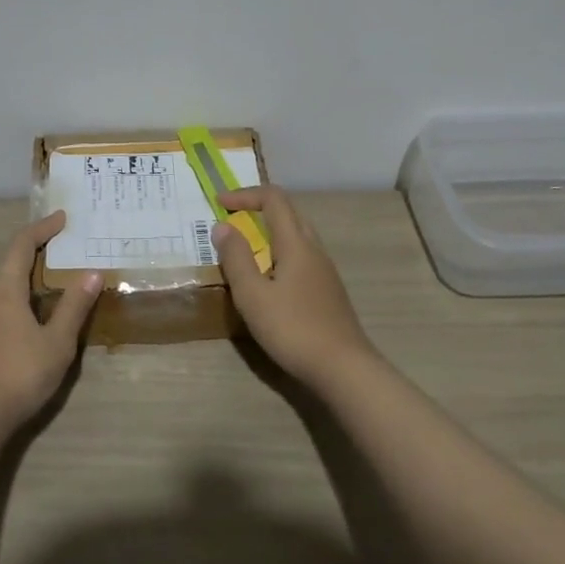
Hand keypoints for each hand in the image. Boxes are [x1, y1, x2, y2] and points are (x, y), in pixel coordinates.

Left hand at [0, 211, 101, 436]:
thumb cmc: (18, 374)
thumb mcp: (57, 343)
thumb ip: (74, 307)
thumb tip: (92, 273)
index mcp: (4, 290)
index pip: (22, 245)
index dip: (42, 228)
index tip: (62, 218)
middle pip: (10, 267)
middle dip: (36, 257)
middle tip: (63, 255)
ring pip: (3, 294)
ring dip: (27, 286)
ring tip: (53, 293)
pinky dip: (17, 308)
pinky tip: (30, 330)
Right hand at [212, 185, 376, 390]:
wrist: (344, 369)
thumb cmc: (293, 329)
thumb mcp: (253, 295)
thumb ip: (236, 258)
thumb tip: (223, 226)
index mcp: (296, 243)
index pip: (274, 199)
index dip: (245, 194)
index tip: (220, 203)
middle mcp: (314, 249)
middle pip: (289, 213)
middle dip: (258, 209)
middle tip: (231, 221)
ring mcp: (325, 271)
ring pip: (297, 235)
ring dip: (270, 232)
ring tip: (246, 250)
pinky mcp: (328, 291)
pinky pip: (302, 257)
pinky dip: (280, 253)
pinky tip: (269, 279)